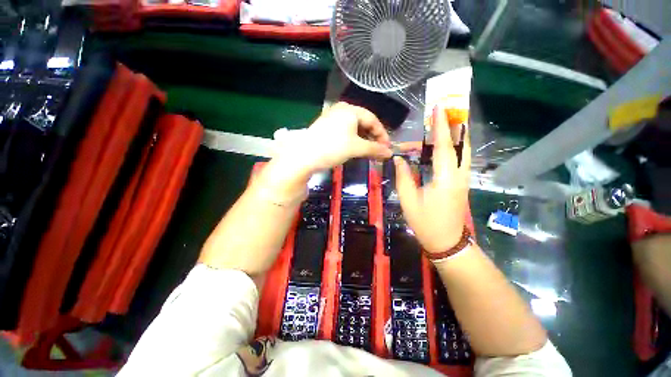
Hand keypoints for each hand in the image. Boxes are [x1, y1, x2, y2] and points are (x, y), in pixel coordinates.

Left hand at [261, 102, 392, 201]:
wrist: (304, 156)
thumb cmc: (332, 148)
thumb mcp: (356, 148)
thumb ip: (375, 149)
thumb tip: (390, 153)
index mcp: (350, 109)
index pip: (373, 120)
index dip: (382, 135)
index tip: (387, 148)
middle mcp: (341, 109)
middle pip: (364, 123)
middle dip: (372, 138)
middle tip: (378, 151)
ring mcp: (332, 117)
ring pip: (354, 128)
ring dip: (363, 140)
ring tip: (367, 151)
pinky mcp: (326, 127)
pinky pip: (345, 131)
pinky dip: (353, 140)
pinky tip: (354, 148)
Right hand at [394, 106, 470, 253]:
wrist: (447, 242)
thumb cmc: (425, 223)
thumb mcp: (408, 200)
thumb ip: (403, 177)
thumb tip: (399, 159)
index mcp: (445, 178)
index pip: (445, 145)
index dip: (441, 125)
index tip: (439, 106)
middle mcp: (459, 175)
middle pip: (462, 143)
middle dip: (454, 124)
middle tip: (444, 110)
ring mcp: (462, 179)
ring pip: (462, 150)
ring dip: (451, 135)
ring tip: (436, 127)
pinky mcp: (460, 182)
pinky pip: (458, 159)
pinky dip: (450, 147)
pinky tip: (437, 147)